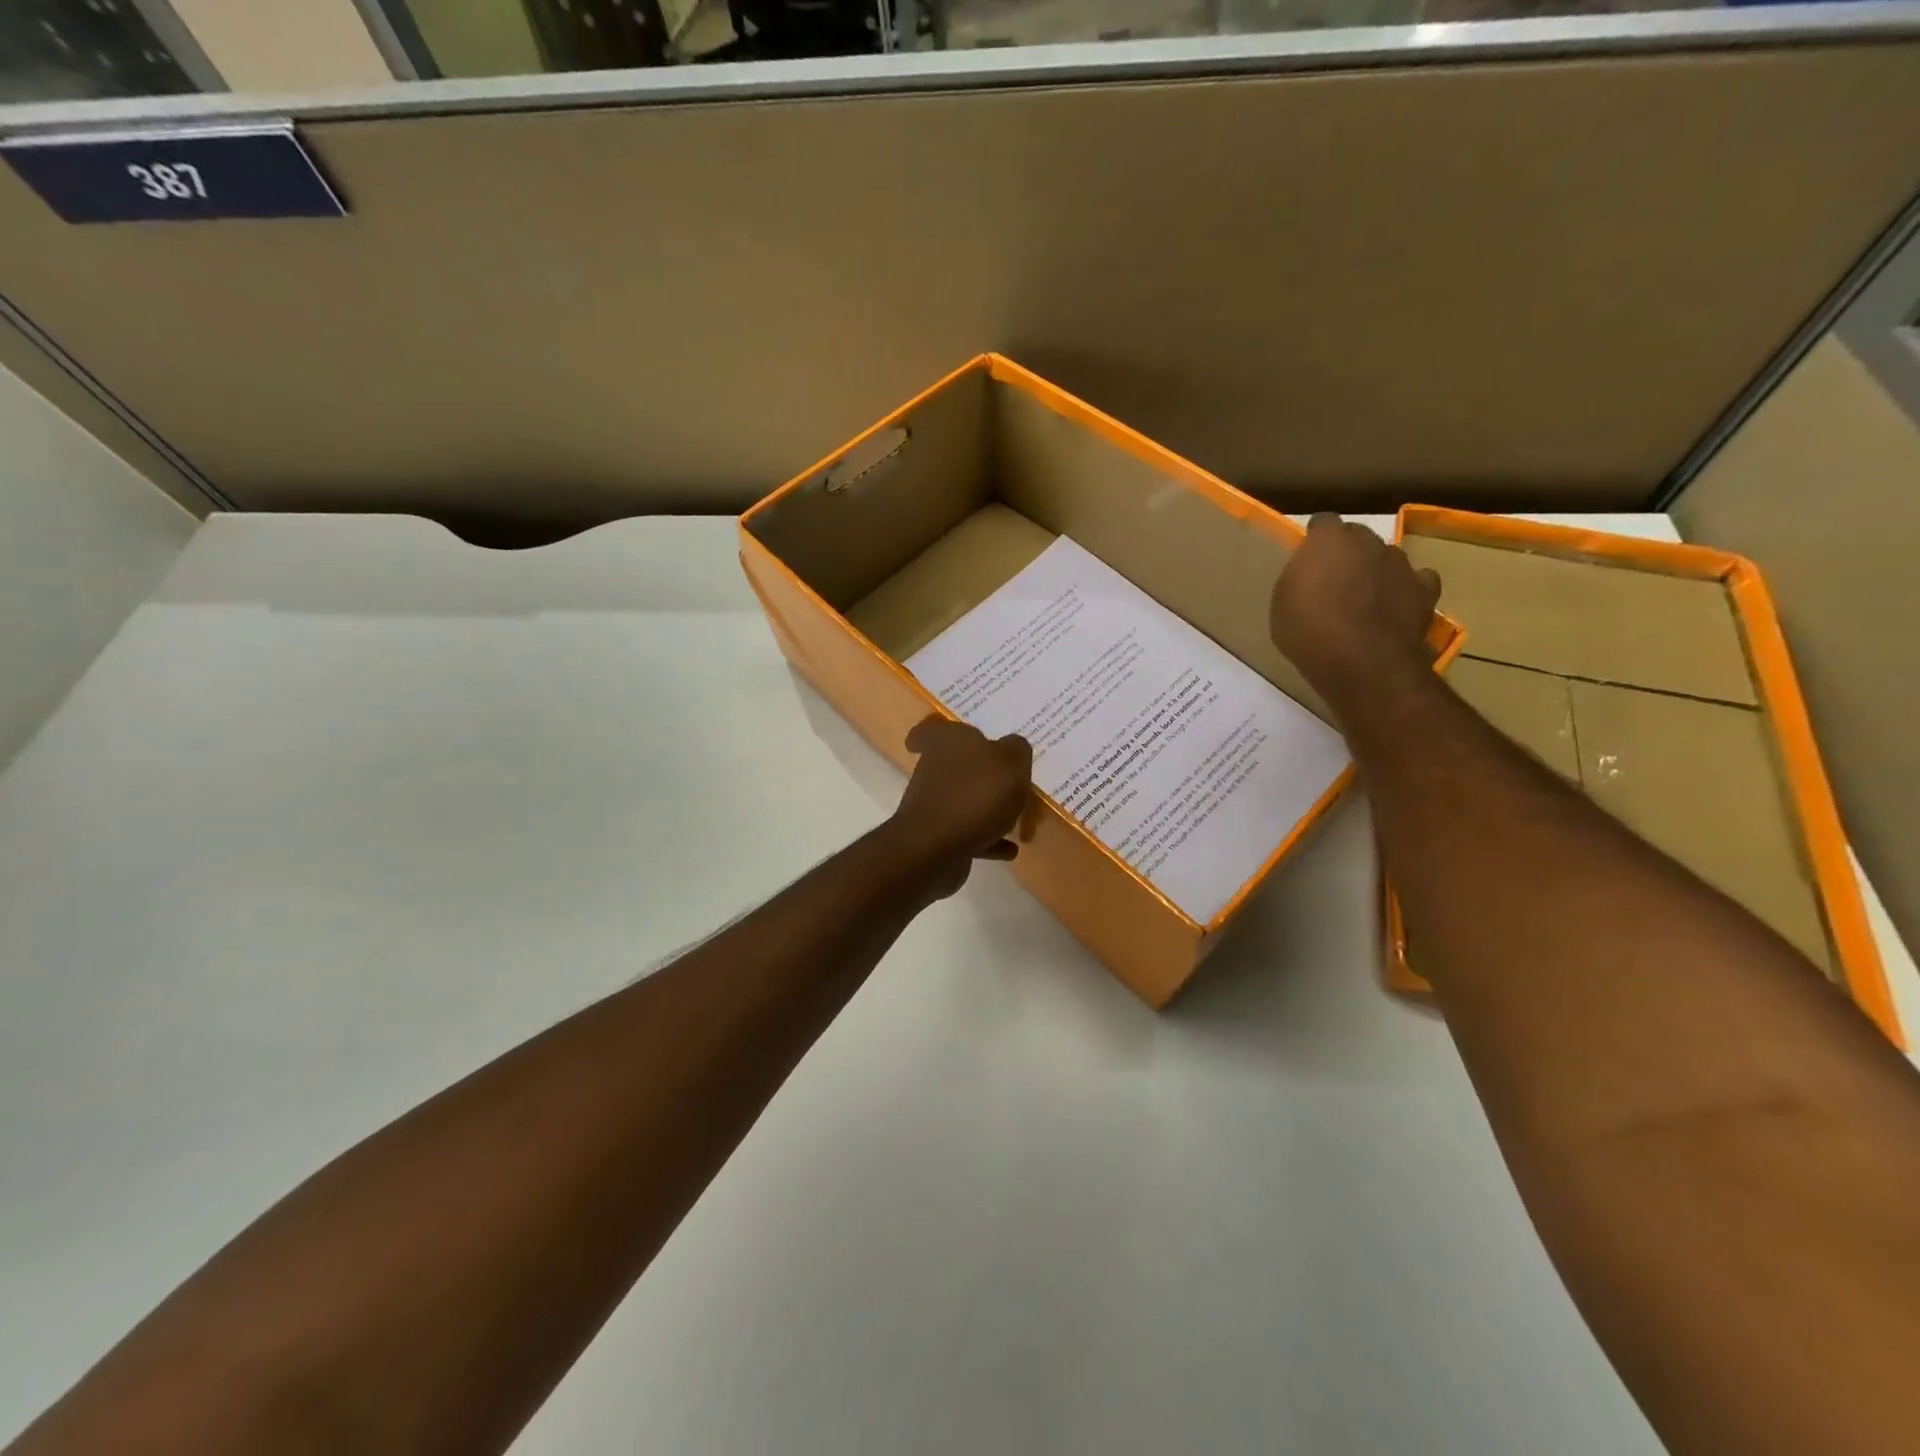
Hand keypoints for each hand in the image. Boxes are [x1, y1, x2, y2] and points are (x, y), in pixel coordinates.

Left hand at [889, 716, 1033, 896]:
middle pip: (955, 766)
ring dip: (987, 810)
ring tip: (1017, 821)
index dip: (938, 731)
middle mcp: (934, 770)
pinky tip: (1011, 849)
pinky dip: (988, 839)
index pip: (932, 729)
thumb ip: (1016, 750)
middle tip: (1006, 782)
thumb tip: (1012, 747)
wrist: (937, 848)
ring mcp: (934, 805)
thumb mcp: (1011, 762)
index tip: (950, 742)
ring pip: (963, 801)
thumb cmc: (976, 794)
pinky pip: (969, 834)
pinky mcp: (938, 838)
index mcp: (947, 742)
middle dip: (978, 775)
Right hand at [1270, 513, 1440, 715]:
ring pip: (1387, 557)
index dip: (1315, 539)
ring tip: (1365, 597)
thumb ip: (1298, 578)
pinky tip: (1396, 604)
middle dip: (1347, 552)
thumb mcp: (1282, 604)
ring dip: (1376, 569)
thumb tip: (1309, 572)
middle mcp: (1369, 542)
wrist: (1361, 662)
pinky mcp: (1425, 590)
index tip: (1307, 558)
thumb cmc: (1308, 632)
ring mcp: (1401, 564)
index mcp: (1329, 540)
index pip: (1322, 523)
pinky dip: (1406, 588)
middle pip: (1358, 536)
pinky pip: (1417, 580)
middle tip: (1334, 579)